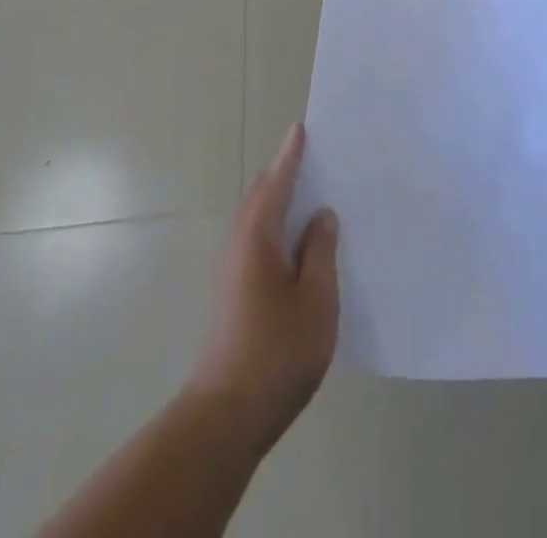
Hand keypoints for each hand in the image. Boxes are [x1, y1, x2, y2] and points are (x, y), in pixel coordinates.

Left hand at [190, 124, 338, 448]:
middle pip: (262, 196)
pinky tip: (298, 246)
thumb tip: (321, 215)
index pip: (277, 182)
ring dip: (280, 202)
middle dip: (285, 174)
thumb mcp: (316, 301)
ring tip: (312, 197)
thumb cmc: (276, 354)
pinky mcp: (230, 292)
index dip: (291, 155)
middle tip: (316, 160)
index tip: (301, 128)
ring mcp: (230, 269)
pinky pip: (255, 241)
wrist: (225, 417)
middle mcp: (238, 244)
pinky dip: (275, 227)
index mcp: (258, 236)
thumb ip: (321, 252)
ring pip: (257, 220)